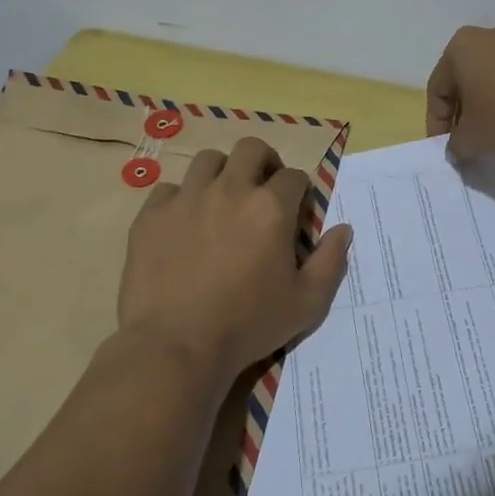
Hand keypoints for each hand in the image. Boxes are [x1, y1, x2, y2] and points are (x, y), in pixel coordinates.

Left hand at [117, 136, 352, 381]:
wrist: (176, 347)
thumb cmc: (248, 325)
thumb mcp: (307, 303)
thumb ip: (331, 261)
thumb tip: (343, 229)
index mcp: (271, 207)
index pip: (294, 176)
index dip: (300, 192)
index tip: (296, 214)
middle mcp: (230, 190)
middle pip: (252, 148)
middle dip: (264, 162)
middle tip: (263, 191)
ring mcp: (187, 199)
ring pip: (208, 159)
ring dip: (222, 173)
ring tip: (222, 199)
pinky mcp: (151, 216)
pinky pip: (169, 189)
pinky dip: (181, 199)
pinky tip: (184, 224)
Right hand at [427, 24, 494, 161]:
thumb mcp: (472, 140)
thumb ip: (456, 144)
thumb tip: (458, 148)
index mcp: (462, 47)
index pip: (437, 90)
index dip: (436, 123)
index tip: (445, 149)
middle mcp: (493, 36)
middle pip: (469, 78)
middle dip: (467, 109)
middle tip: (470, 141)